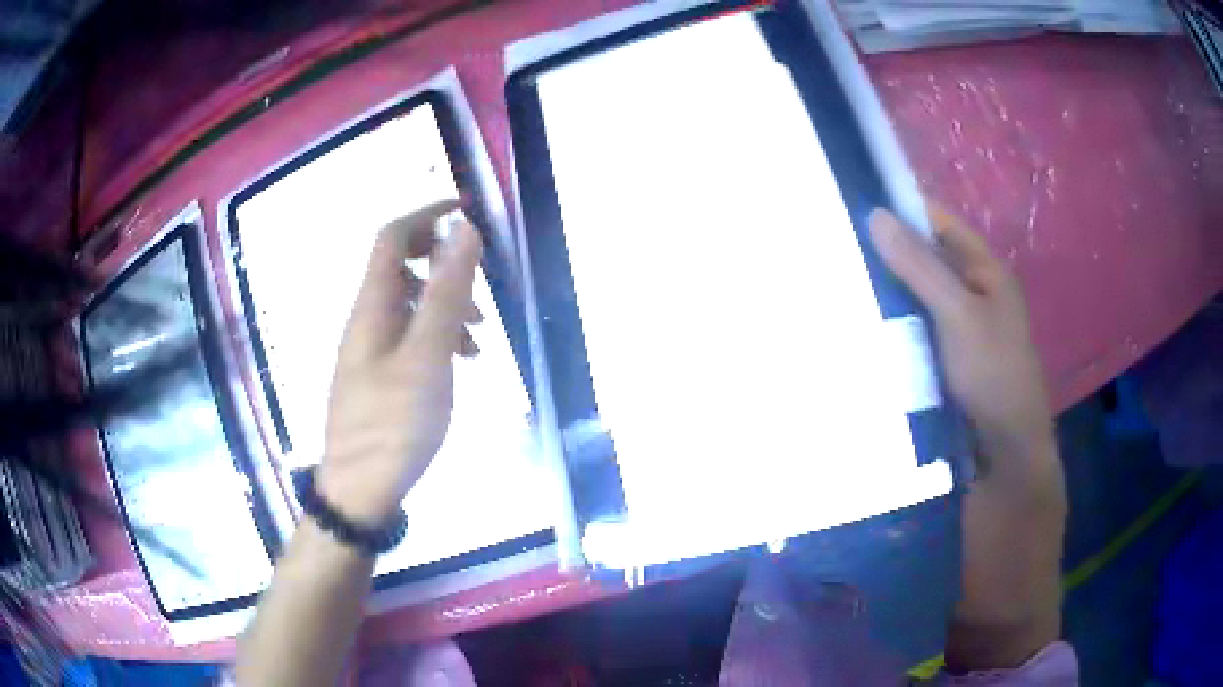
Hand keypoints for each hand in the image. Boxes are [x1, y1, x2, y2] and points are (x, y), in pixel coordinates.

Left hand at [318, 200, 483, 524]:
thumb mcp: (427, 356)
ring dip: (446, 307)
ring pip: (409, 305)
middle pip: (402, 267)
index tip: (469, 209)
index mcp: (372, 306)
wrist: (360, 491)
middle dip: (444, 265)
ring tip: (479, 338)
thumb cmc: (393, 425)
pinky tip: (459, 364)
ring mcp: (370, 350)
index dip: (428, 213)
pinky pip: (409, 338)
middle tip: (481, 286)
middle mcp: (366, 320)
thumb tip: (463, 230)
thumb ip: (446, 293)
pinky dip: (438, 338)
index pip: (393, 236)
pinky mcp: (378, 377)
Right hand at [868, 206, 1054, 468]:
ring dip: (890, 291)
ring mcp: (961, 324)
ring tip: (844, 285)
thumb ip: (920, 266)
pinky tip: (867, 326)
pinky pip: (917, 327)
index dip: (902, 209)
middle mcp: (973, 289)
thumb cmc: (992, 372)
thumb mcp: (957, 313)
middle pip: (927, 257)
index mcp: (984, 268)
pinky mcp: (949, 356)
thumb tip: (876, 214)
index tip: (856, 206)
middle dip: (889, 253)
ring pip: (919, 294)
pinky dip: (896, 324)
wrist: (1005, 449)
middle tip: (840, 249)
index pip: (938, 221)